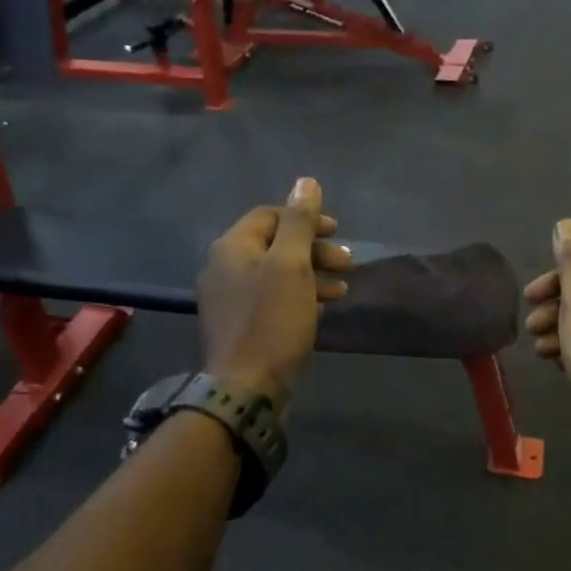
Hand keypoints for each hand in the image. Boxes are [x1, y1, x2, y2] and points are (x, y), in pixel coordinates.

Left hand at [198, 179, 350, 408]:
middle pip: (274, 245)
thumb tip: (305, 182)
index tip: (337, 231)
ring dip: (311, 274)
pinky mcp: (239, 326)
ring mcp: (228, 300)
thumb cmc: (272, 321)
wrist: (246, 388)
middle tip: (348, 262)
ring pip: (275, 274)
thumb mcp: (291, 266)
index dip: (305, 218)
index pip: (269, 216)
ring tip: (343, 289)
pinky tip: (321, 309)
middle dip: (314, 249)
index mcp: (231, 247)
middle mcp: (223, 268)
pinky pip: (271, 299)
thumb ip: (299, 222)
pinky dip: (298, 297)